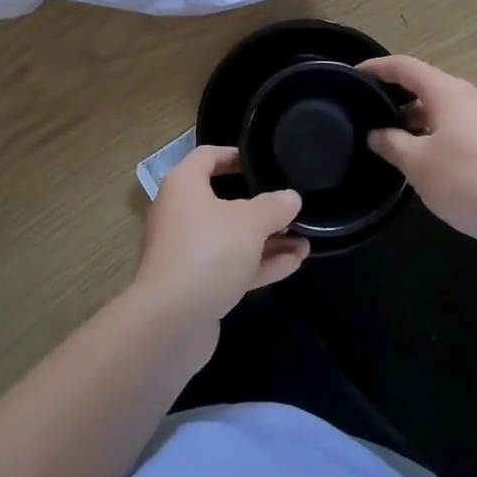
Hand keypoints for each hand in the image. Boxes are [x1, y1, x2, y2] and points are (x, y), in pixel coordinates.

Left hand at [132, 147, 306, 348]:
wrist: (170, 322)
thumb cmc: (207, 252)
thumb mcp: (249, 223)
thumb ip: (274, 207)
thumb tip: (291, 197)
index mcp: (184, 185)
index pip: (208, 156)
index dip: (235, 155)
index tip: (263, 160)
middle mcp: (181, 212)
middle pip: (222, 198)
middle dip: (259, 203)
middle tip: (290, 203)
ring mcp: (187, 251)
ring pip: (231, 236)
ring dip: (266, 238)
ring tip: (305, 237)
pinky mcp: (196, 284)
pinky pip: (231, 264)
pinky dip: (259, 262)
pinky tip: (295, 262)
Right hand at [358, 54, 476, 247]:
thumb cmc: (469, 182)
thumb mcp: (417, 165)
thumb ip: (391, 144)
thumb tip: (377, 133)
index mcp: (448, 92)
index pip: (405, 67)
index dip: (378, 67)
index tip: (356, 74)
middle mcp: (474, 96)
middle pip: (430, 86)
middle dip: (401, 99)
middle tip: (377, 116)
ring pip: (450, 109)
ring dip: (423, 120)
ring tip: (404, 145)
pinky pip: (467, 127)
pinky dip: (445, 134)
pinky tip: (439, 163)